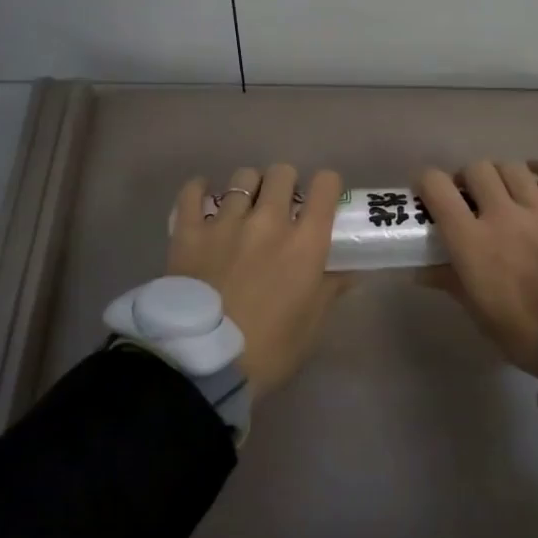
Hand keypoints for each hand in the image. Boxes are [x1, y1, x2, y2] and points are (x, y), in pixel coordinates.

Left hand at [167, 164, 348, 398]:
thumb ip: (330, 289)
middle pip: (282, 173)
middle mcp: (269, 221)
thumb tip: (349, 271)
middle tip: (281, 206)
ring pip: (242, 178)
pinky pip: (193, 193)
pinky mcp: (189, 232)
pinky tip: (203, 198)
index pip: (326, 186)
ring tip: (243, 207)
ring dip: (248, 188)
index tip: (321, 200)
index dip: (327, 187)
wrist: (203, 365)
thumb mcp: (311, 325)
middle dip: (286, 184)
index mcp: (306, 242)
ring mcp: (226, 222)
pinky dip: (199, 190)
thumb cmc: (269, 350)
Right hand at [416, 160, 537, 380]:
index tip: (428, 192)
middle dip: (467, 178)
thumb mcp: (479, 313)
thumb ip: (450, 282)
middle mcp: (502, 214)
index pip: (437, 188)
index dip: (427, 182)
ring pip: (513, 168)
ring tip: (504, 188)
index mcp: (471, 241)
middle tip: (470, 196)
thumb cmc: (524, 333)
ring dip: (501, 173)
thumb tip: (420, 271)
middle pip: (477, 170)